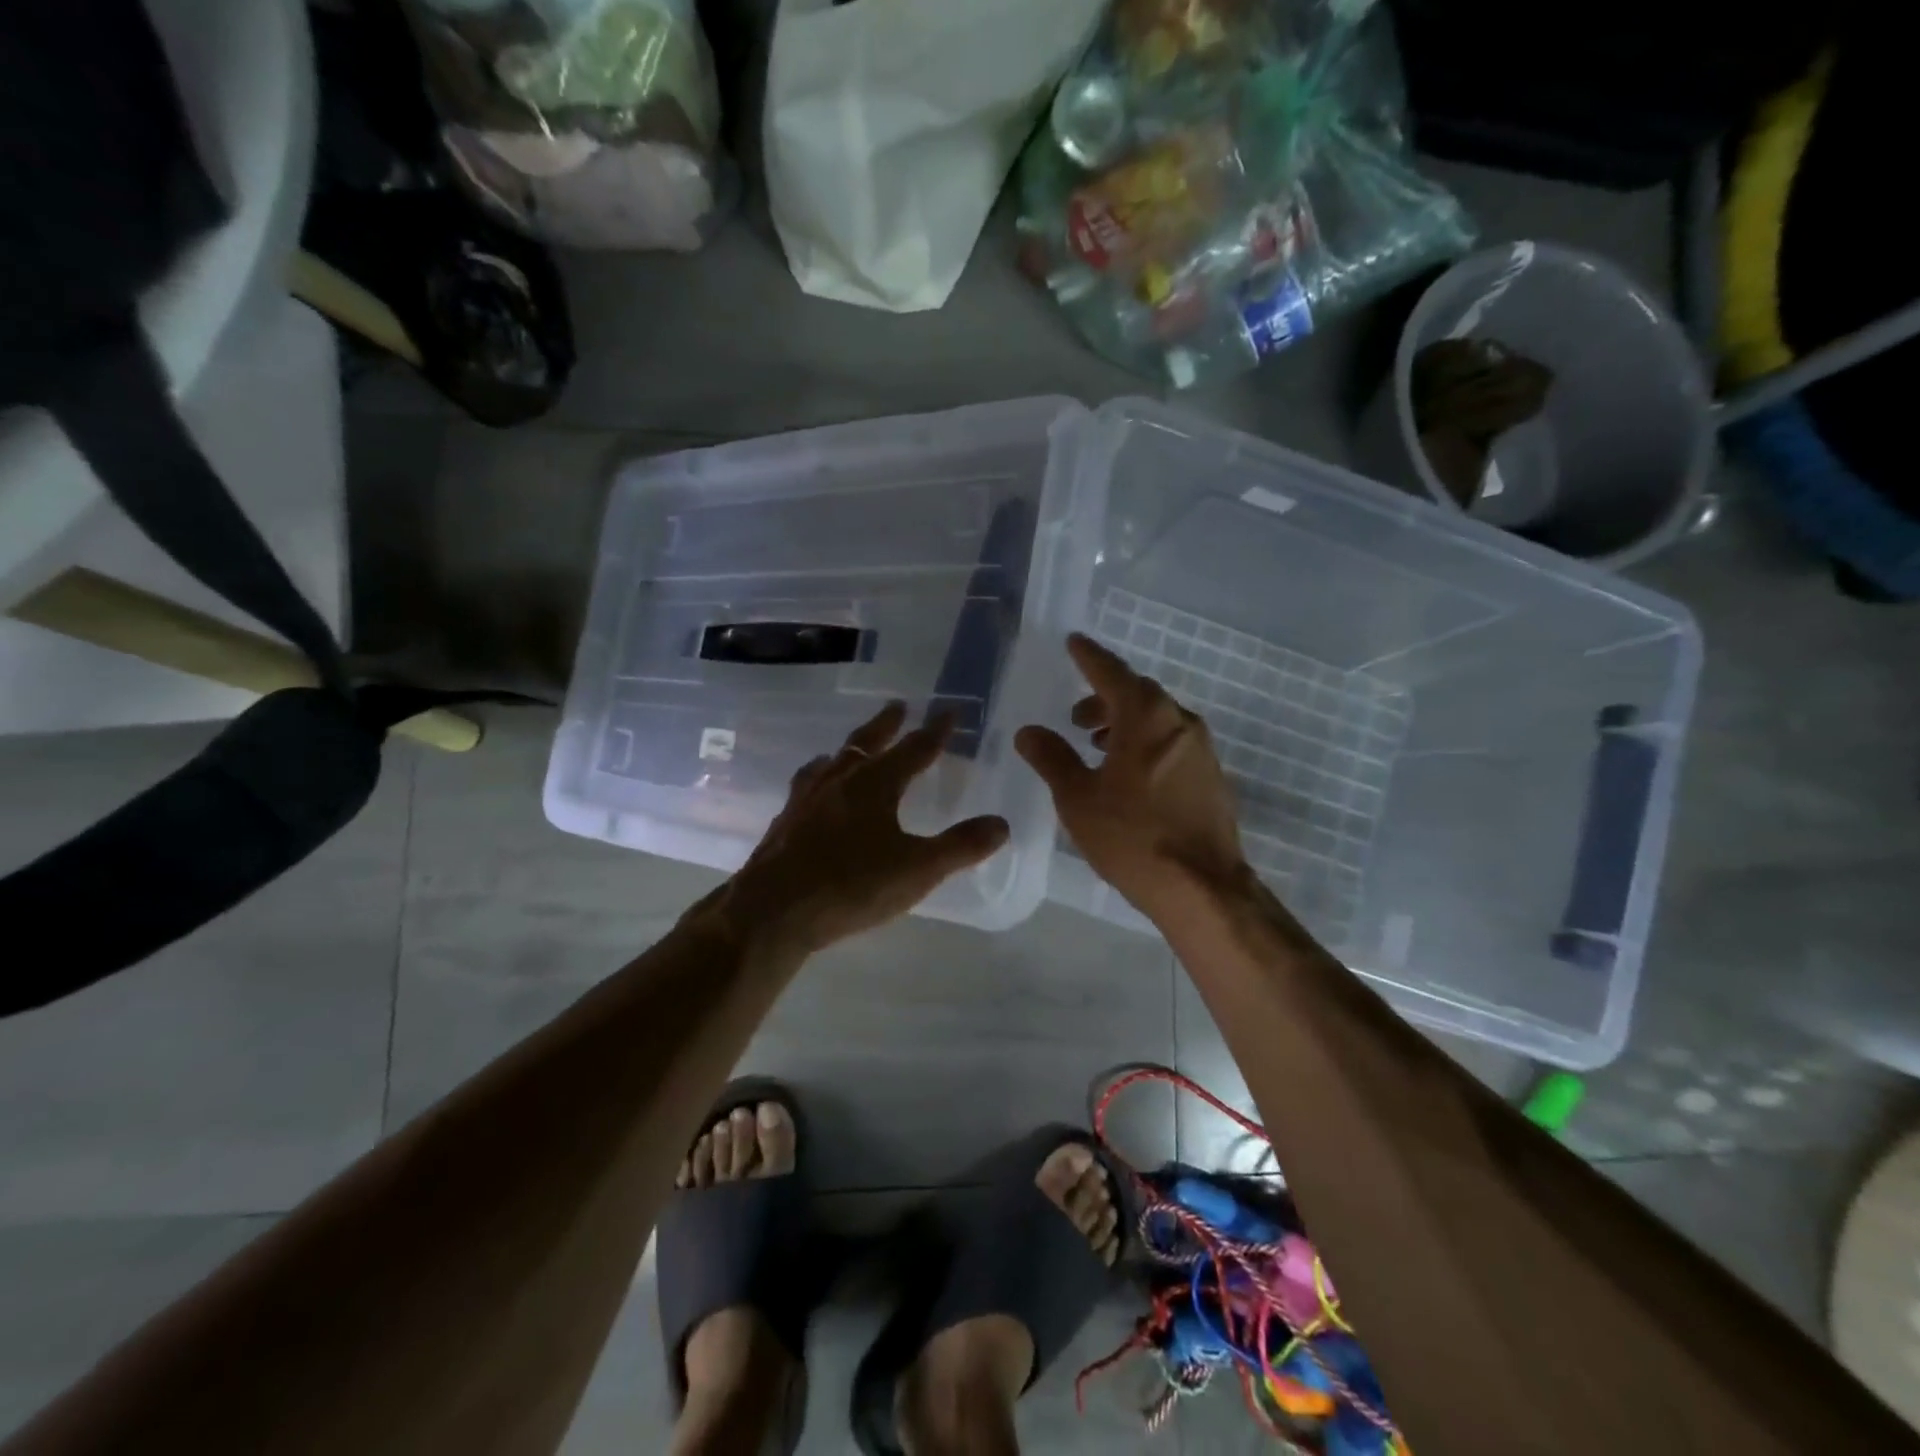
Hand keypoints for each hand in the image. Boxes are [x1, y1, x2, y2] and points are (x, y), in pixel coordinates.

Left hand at [719, 702, 1009, 955]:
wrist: (772, 912)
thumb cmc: (851, 886)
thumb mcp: (918, 870)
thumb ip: (961, 846)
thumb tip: (1001, 823)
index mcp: (875, 784)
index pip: (914, 749)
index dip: (935, 731)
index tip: (948, 711)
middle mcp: (839, 781)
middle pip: (866, 742)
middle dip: (886, 724)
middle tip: (898, 706)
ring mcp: (806, 799)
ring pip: (832, 761)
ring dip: (849, 749)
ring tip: (851, 748)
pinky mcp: (785, 822)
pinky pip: (806, 785)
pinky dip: (819, 777)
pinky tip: (814, 792)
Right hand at [1016, 633, 1249, 923]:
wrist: (1202, 887)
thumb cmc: (1132, 837)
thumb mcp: (1078, 798)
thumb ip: (1052, 758)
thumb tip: (1029, 731)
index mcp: (1146, 718)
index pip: (1112, 673)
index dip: (1089, 657)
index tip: (1074, 642)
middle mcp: (1179, 722)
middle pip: (1138, 694)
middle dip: (1104, 698)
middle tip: (1076, 717)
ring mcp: (1201, 750)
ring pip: (1157, 719)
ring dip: (1125, 723)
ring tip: (1097, 745)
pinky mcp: (1211, 777)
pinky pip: (1171, 742)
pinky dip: (1145, 743)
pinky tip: (1128, 774)